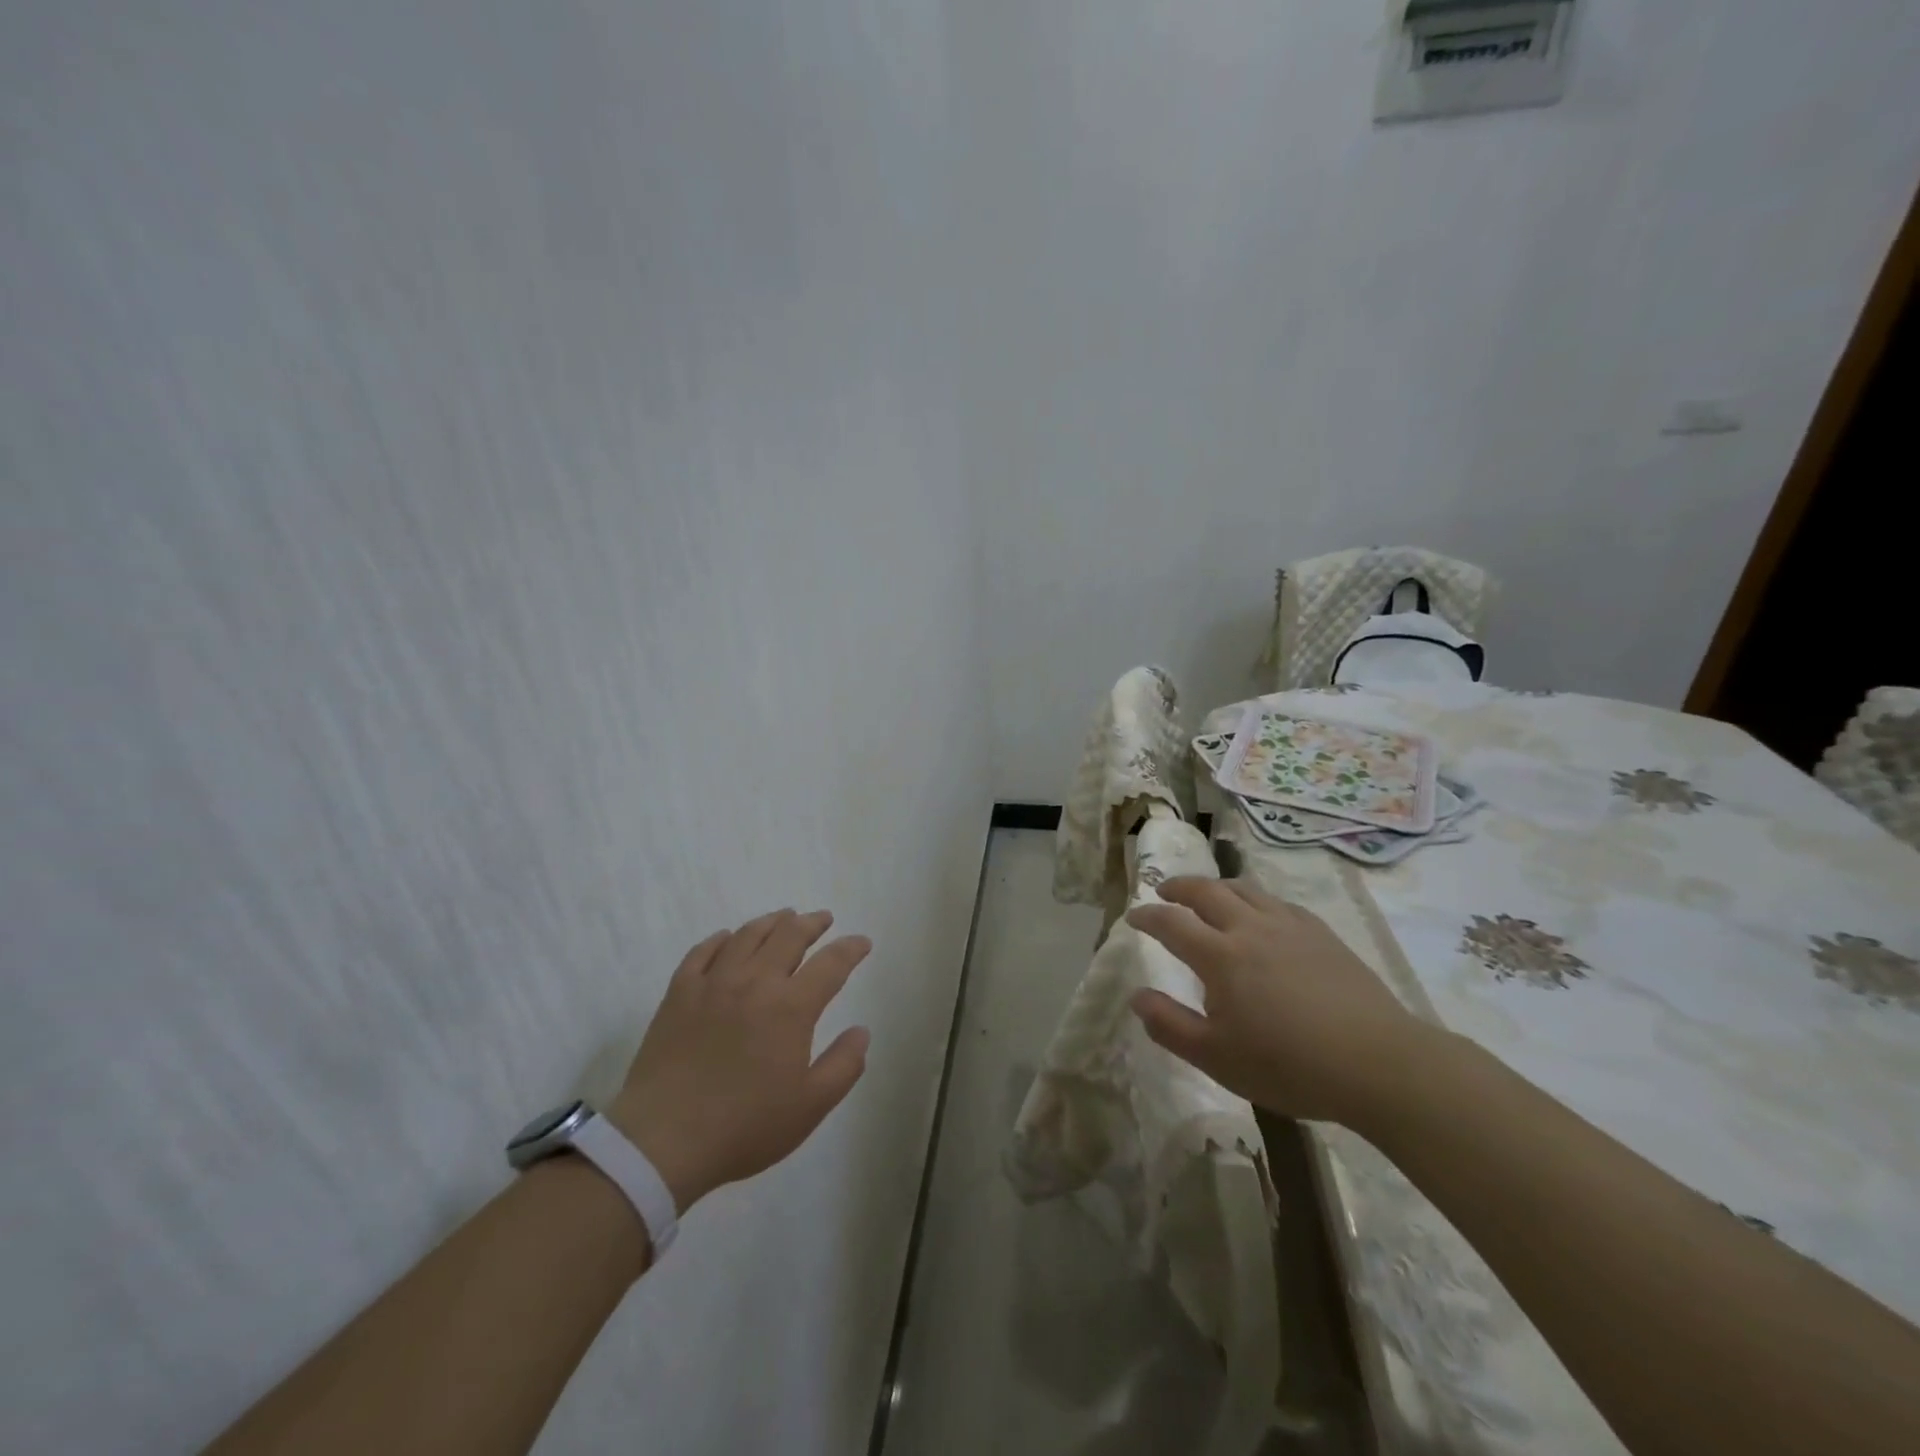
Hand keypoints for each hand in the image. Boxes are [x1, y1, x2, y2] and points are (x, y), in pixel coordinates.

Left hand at [607, 910, 872, 1211]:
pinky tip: (727, 938)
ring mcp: (713, 983)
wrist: (662, 1141)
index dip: (851, 949)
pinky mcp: (679, 993)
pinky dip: (721, 939)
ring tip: (783, 918)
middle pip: (789, 936)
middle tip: (823, 919)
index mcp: (791, 1007)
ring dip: (772, 922)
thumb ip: (844, 1065)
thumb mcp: (809, 1107)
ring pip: (748, 935)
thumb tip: (861, 1031)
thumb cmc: (744, 1127)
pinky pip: (703, 951)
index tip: (862, 942)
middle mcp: (755, 982)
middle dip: (812, 923)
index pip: (831, 964)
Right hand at [1126, 877, 1431, 1125]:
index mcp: (1220, 956)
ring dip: (1217, 886)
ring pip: (1245, 889)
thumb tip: (1136, 997)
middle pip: (1206, 891)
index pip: (1172, 923)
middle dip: (1179, 887)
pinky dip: (1256, 899)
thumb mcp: (1217, 1058)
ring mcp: (1289, 926)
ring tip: (1207, 894)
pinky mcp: (1321, 933)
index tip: (1133, 917)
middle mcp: (1250, 928)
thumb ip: (1170, 1025)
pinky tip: (1261, 913)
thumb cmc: (1289, 1065)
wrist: (1378, 1063)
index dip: (1148, 916)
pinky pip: (1279, 901)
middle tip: (1164, 890)